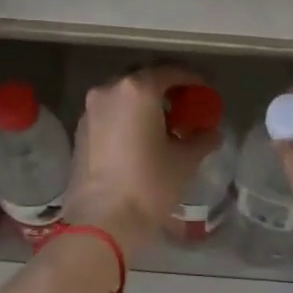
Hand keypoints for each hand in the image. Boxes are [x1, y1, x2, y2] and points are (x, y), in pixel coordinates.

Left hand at [64, 65, 219, 257]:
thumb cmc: (149, 184)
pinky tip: (141, 139)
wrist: (102, 220)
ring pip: (123, 97)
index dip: (192, 80)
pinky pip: (110, 114)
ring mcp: (91, 111)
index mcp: (138, 90)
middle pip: (143, 80)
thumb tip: (212, 132)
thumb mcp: (185, 161)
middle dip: (166, 90)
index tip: (205, 92)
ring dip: (144, 105)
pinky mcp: (80, 131)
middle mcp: (109, 91)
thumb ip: (201, 139)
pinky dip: (127, 119)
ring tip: (164, 126)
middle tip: (185, 107)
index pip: (170, 72)